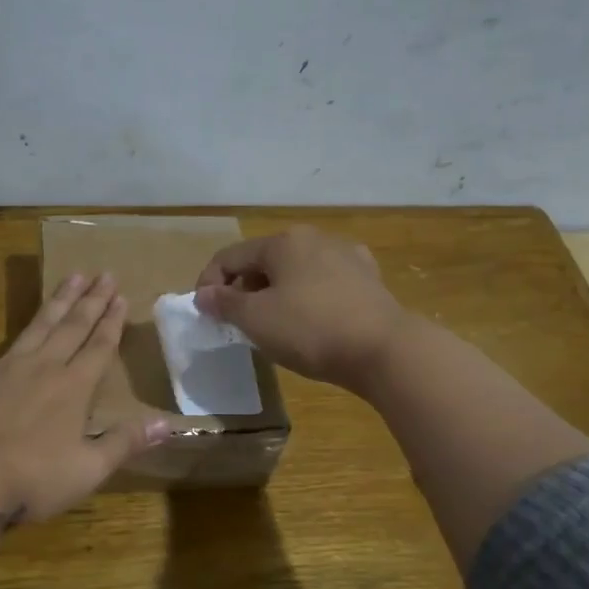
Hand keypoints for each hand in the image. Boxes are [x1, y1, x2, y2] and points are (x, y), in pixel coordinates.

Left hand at [0, 273, 169, 523]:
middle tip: (104, 273)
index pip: (100, 348)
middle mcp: (44, 367)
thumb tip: (168, 424)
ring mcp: (5, 367)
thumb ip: (125, 442)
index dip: (113, 322)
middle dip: (91, 301)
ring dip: (55, 301)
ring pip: (36, 326)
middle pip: (73, 328)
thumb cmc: (33, 478)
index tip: (122, 295)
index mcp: (74, 389)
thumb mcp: (89, 468)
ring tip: (71, 276)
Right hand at [194, 226, 407, 392]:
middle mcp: (315, 239)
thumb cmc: (310, 329)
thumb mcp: (256, 319)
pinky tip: (309, 322)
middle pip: (263, 261)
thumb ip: (224, 304)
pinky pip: (323, 285)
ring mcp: (346, 257)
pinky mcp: (368, 280)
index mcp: (283, 242)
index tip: (204, 315)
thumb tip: (204, 295)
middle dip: (243, 290)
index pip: (230, 256)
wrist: (384, 350)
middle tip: (235, 323)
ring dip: (274, 295)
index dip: (208, 283)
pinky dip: (306, 299)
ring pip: (295, 272)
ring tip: (271, 326)